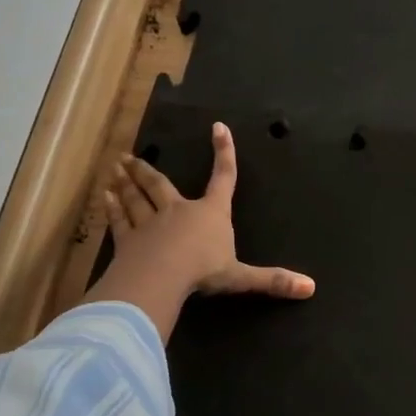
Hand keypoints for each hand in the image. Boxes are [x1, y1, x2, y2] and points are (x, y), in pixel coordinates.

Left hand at [102, 122, 313, 301]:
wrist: (162, 278)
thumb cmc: (204, 271)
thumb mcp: (242, 277)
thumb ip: (272, 281)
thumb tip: (311, 288)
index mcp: (211, 214)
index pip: (223, 178)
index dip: (224, 153)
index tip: (219, 128)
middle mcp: (179, 211)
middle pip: (161, 186)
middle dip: (146, 170)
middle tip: (128, 156)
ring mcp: (150, 224)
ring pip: (136, 199)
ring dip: (126, 184)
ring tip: (114, 168)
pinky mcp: (128, 240)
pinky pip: (120, 220)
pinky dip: (113, 209)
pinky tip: (104, 197)